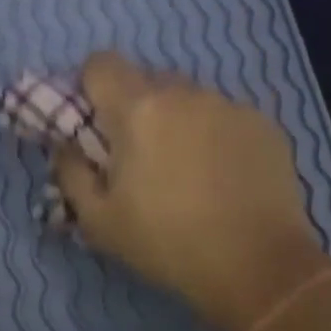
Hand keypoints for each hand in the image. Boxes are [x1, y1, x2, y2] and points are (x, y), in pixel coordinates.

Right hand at [53, 52, 330, 330]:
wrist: (258, 266)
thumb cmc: (167, 243)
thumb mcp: (98, 220)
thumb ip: (70, 172)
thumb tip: (65, 146)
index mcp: (138, 110)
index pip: (101, 64)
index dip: (90, 88)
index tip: (94, 124)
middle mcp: (186, 94)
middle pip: (146, 80)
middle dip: (133, 109)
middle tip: (137, 156)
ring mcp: (230, 105)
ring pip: (188, 98)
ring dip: (176, 121)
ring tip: (186, 170)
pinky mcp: (265, 124)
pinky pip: (224, 116)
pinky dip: (214, 135)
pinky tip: (222, 177)